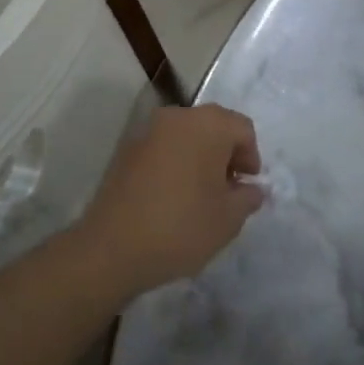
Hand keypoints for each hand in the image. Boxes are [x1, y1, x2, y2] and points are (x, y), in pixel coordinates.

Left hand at [79, 104, 264, 295]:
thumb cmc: (180, 227)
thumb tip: (252, 188)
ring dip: (199, 157)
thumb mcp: (228, 219)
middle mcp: (178, 117)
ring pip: (186, 135)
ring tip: (200, 195)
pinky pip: (163, 147)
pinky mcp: (127, 148)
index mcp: (208, 125)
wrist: (112, 247)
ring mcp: (148, 130)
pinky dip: (175, 162)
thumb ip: (248, 197)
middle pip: (213, 126)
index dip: (251, 157)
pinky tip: (173, 195)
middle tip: (228, 189)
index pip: (242, 128)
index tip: (247, 187)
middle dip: (226, 154)